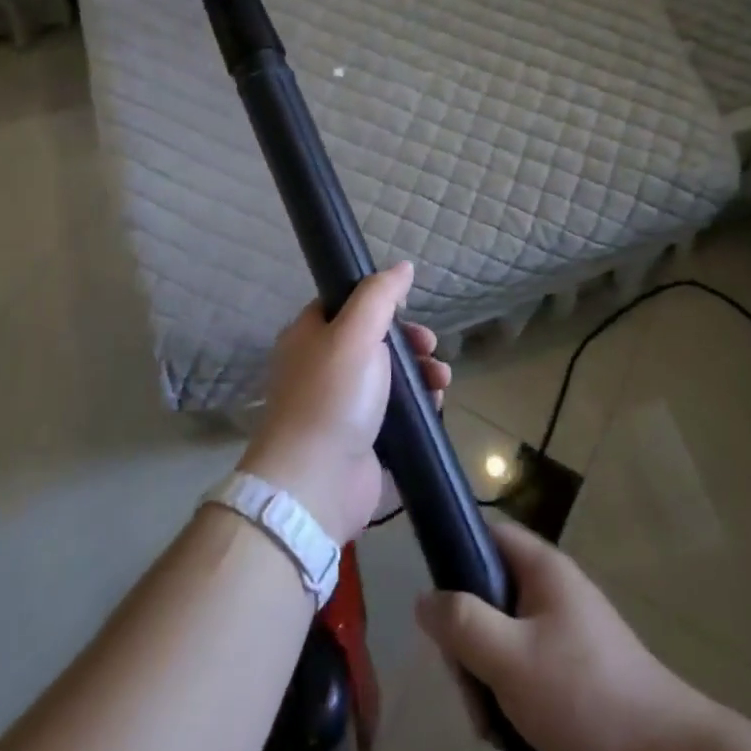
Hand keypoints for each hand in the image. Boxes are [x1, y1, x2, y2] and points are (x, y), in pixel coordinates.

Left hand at [242, 263, 449, 545]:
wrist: (317, 483)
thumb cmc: (333, 396)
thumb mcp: (355, 332)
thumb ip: (379, 295)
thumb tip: (402, 266)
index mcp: (309, 337)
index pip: (345, 306)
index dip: (380, 303)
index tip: (409, 309)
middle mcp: (322, 369)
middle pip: (374, 343)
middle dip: (410, 343)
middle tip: (431, 348)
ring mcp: (341, 408)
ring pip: (390, 379)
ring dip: (421, 374)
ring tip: (441, 381)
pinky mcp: (362, 441)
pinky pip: (397, 415)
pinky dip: (419, 408)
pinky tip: (436, 407)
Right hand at [415, 519, 707, 750]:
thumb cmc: (583, 695)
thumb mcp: (509, 658)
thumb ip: (461, 623)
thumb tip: (423, 598)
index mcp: (542, 568)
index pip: (487, 534)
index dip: (456, 556)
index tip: (439, 607)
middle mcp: (555, 590)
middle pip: (490, 593)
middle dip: (469, 640)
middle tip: (468, 687)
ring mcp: (568, 631)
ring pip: (505, 637)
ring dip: (487, 677)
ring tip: (491, 725)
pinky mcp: (577, 671)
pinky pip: (527, 667)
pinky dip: (512, 696)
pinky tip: (511, 734)